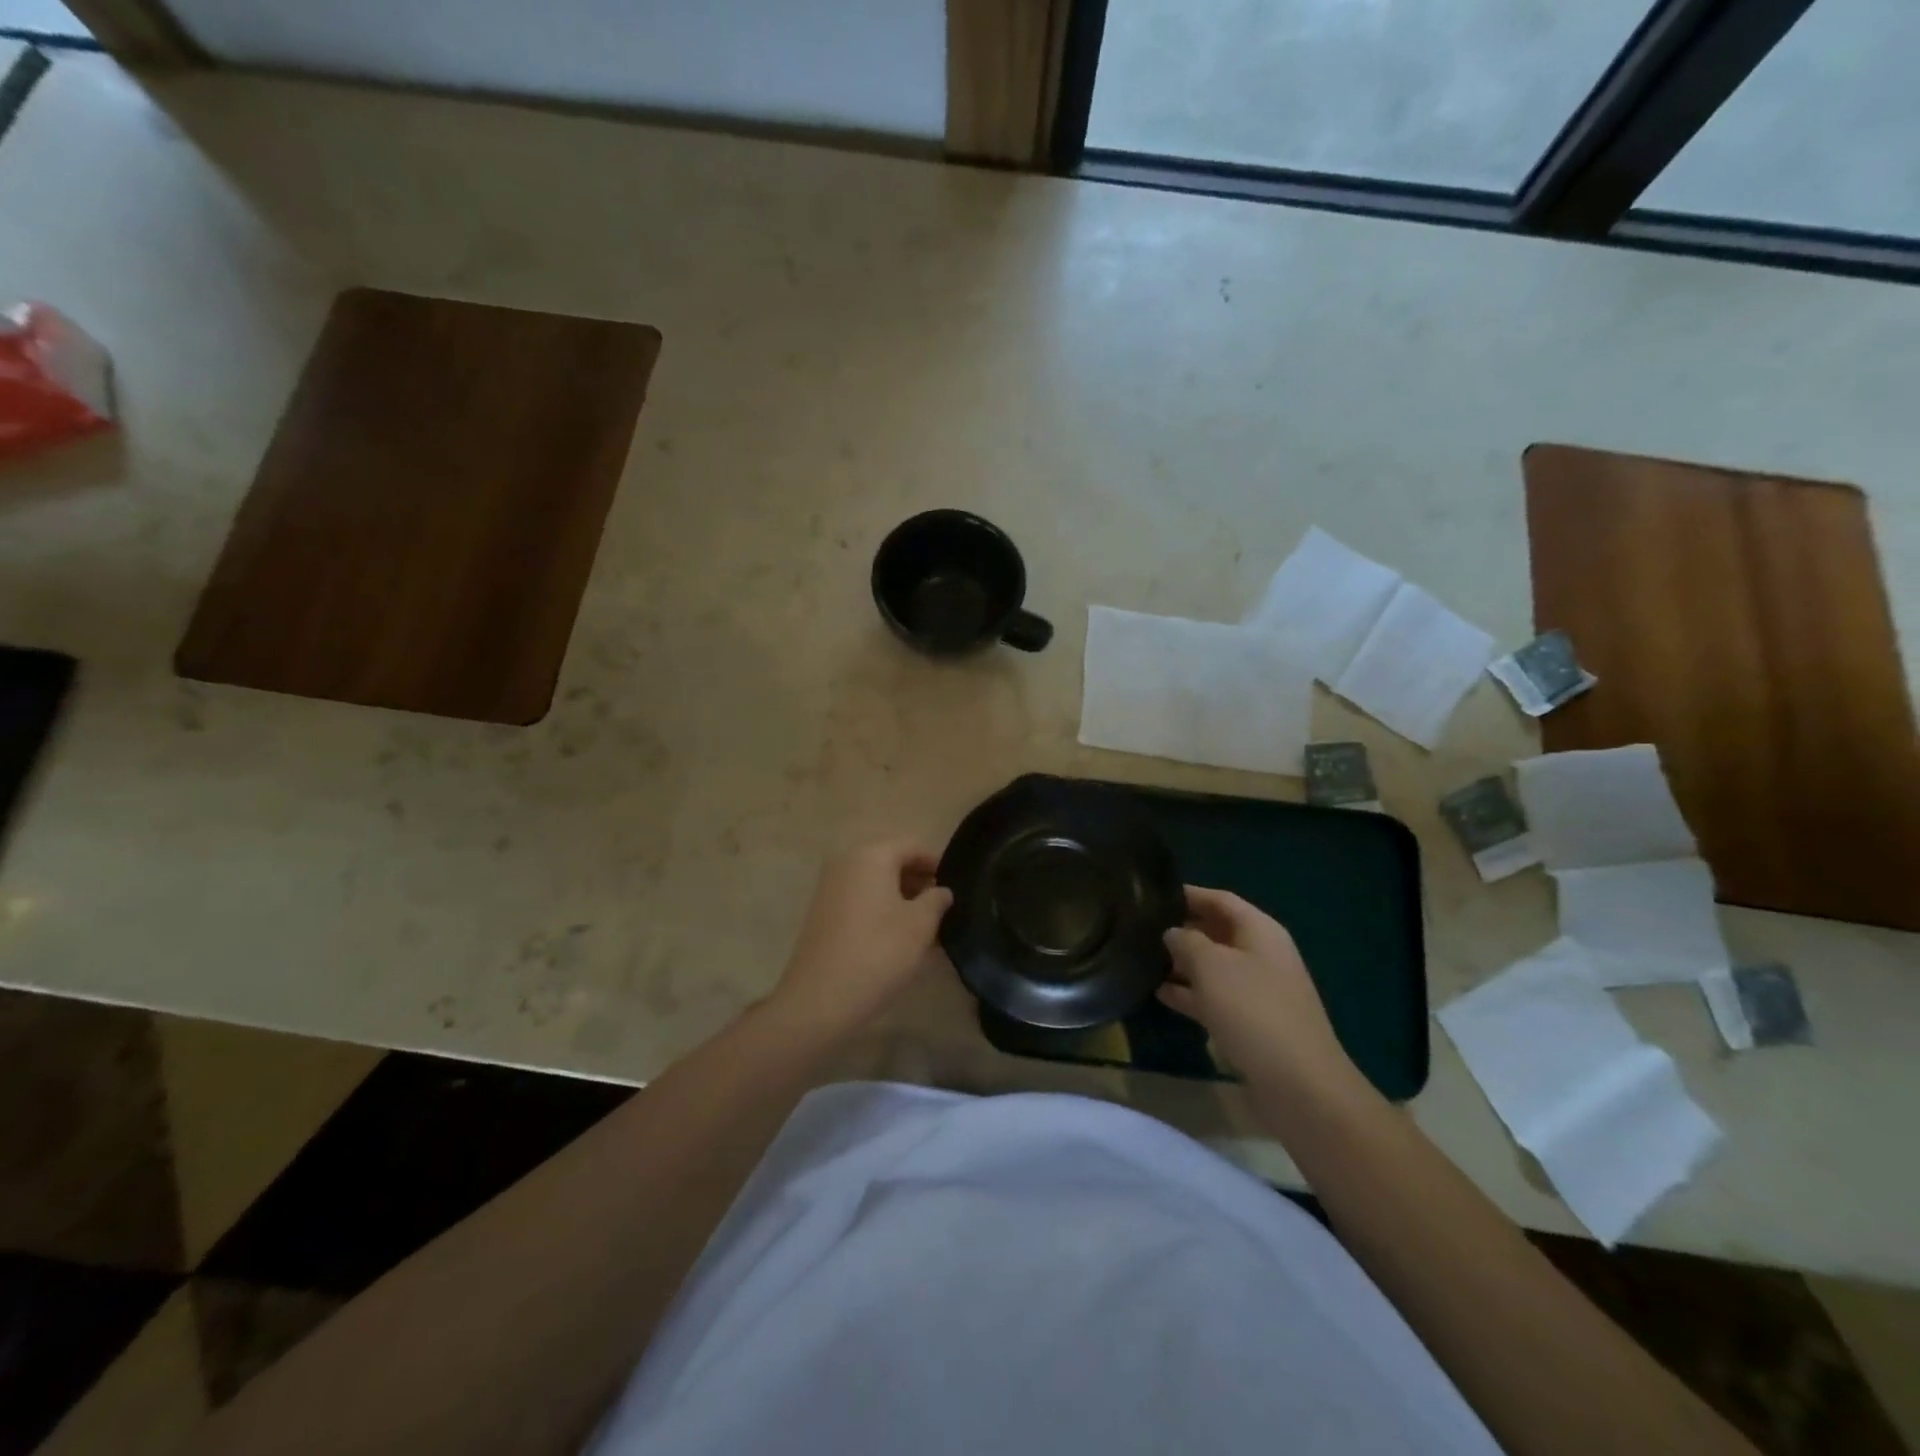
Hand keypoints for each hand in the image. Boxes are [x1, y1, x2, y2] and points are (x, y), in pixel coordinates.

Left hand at [772, 841, 953, 1032]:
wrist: (819, 1000)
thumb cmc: (878, 953)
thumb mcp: (920, 926)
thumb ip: (936, 900)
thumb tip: (942, 890)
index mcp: (871, 855)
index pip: (913, 846)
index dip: (938, 864)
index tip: (958, 887)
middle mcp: (846, 862)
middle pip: (892, 861)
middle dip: (920, 882)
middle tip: (944, 909)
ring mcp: (830, 888)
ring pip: (876, 883)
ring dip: (902, 898)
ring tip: (926, 928)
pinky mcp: (822, 913)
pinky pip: (861, 900)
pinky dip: (882, 910)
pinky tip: (898, 938)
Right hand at [1161, 887, 1357, 1096]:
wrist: (1298, 1084)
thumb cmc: (1252, 1010)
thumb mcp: (1211, 966)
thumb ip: (1186, 941)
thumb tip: (1172, 933)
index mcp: (1260, 931)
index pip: (1220, 900)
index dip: (1189, 894)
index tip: (1154, 895)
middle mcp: (1261, 954)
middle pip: (1217, 931)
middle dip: (1182, 929)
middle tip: (1142, 928)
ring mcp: (1257, 990)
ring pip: (1213, 966)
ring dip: (1182, 963)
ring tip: (1142, 959)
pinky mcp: (1250, 1022)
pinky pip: (1214, 997)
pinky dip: (1190, 993)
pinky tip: (1159, 993)